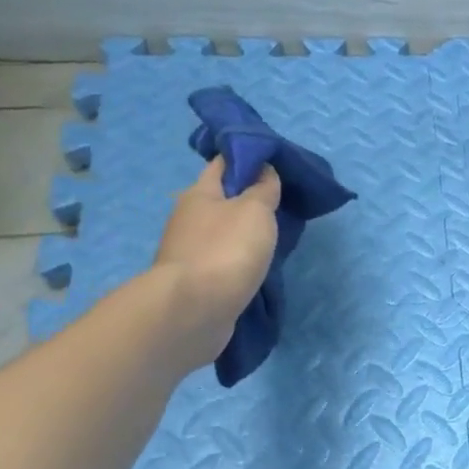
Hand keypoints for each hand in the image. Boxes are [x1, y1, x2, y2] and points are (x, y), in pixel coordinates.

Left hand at [151, 159, 281, 368]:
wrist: (194, 309)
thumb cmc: (226, 250)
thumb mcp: (255, 210)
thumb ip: (263, 189)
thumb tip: (264, 171)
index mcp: (200, 193)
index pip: (223, 164)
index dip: (247, 159)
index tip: (274, 164)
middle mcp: (188, 218)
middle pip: (221, 199)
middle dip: (247, 199)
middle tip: (280, 205)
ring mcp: (189, 251)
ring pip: (221, 232)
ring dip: (242, 233)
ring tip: (272, 239)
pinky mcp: (195, 280)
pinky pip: (221, 260)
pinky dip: (237, 259)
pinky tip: (254, 266)